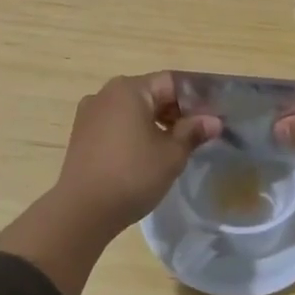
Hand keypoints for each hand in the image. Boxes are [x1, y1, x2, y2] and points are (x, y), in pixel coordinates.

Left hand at [53, 72, 222, 237]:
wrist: (82, 211)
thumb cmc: (132, 175)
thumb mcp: (171, 155)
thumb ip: (193, 132)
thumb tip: (213, 121)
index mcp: (129, 89)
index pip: (171, 82)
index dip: (195, 100)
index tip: (210, 120)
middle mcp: (106, 93)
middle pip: (150, 93)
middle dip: (175, 112)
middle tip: (196, 136)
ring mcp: (89, 113)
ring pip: (132, 109)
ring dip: (154, 123)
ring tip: (172, 148)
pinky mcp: (81, 134)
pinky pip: (115, 124)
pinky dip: (133, 132)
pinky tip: (144, 156)